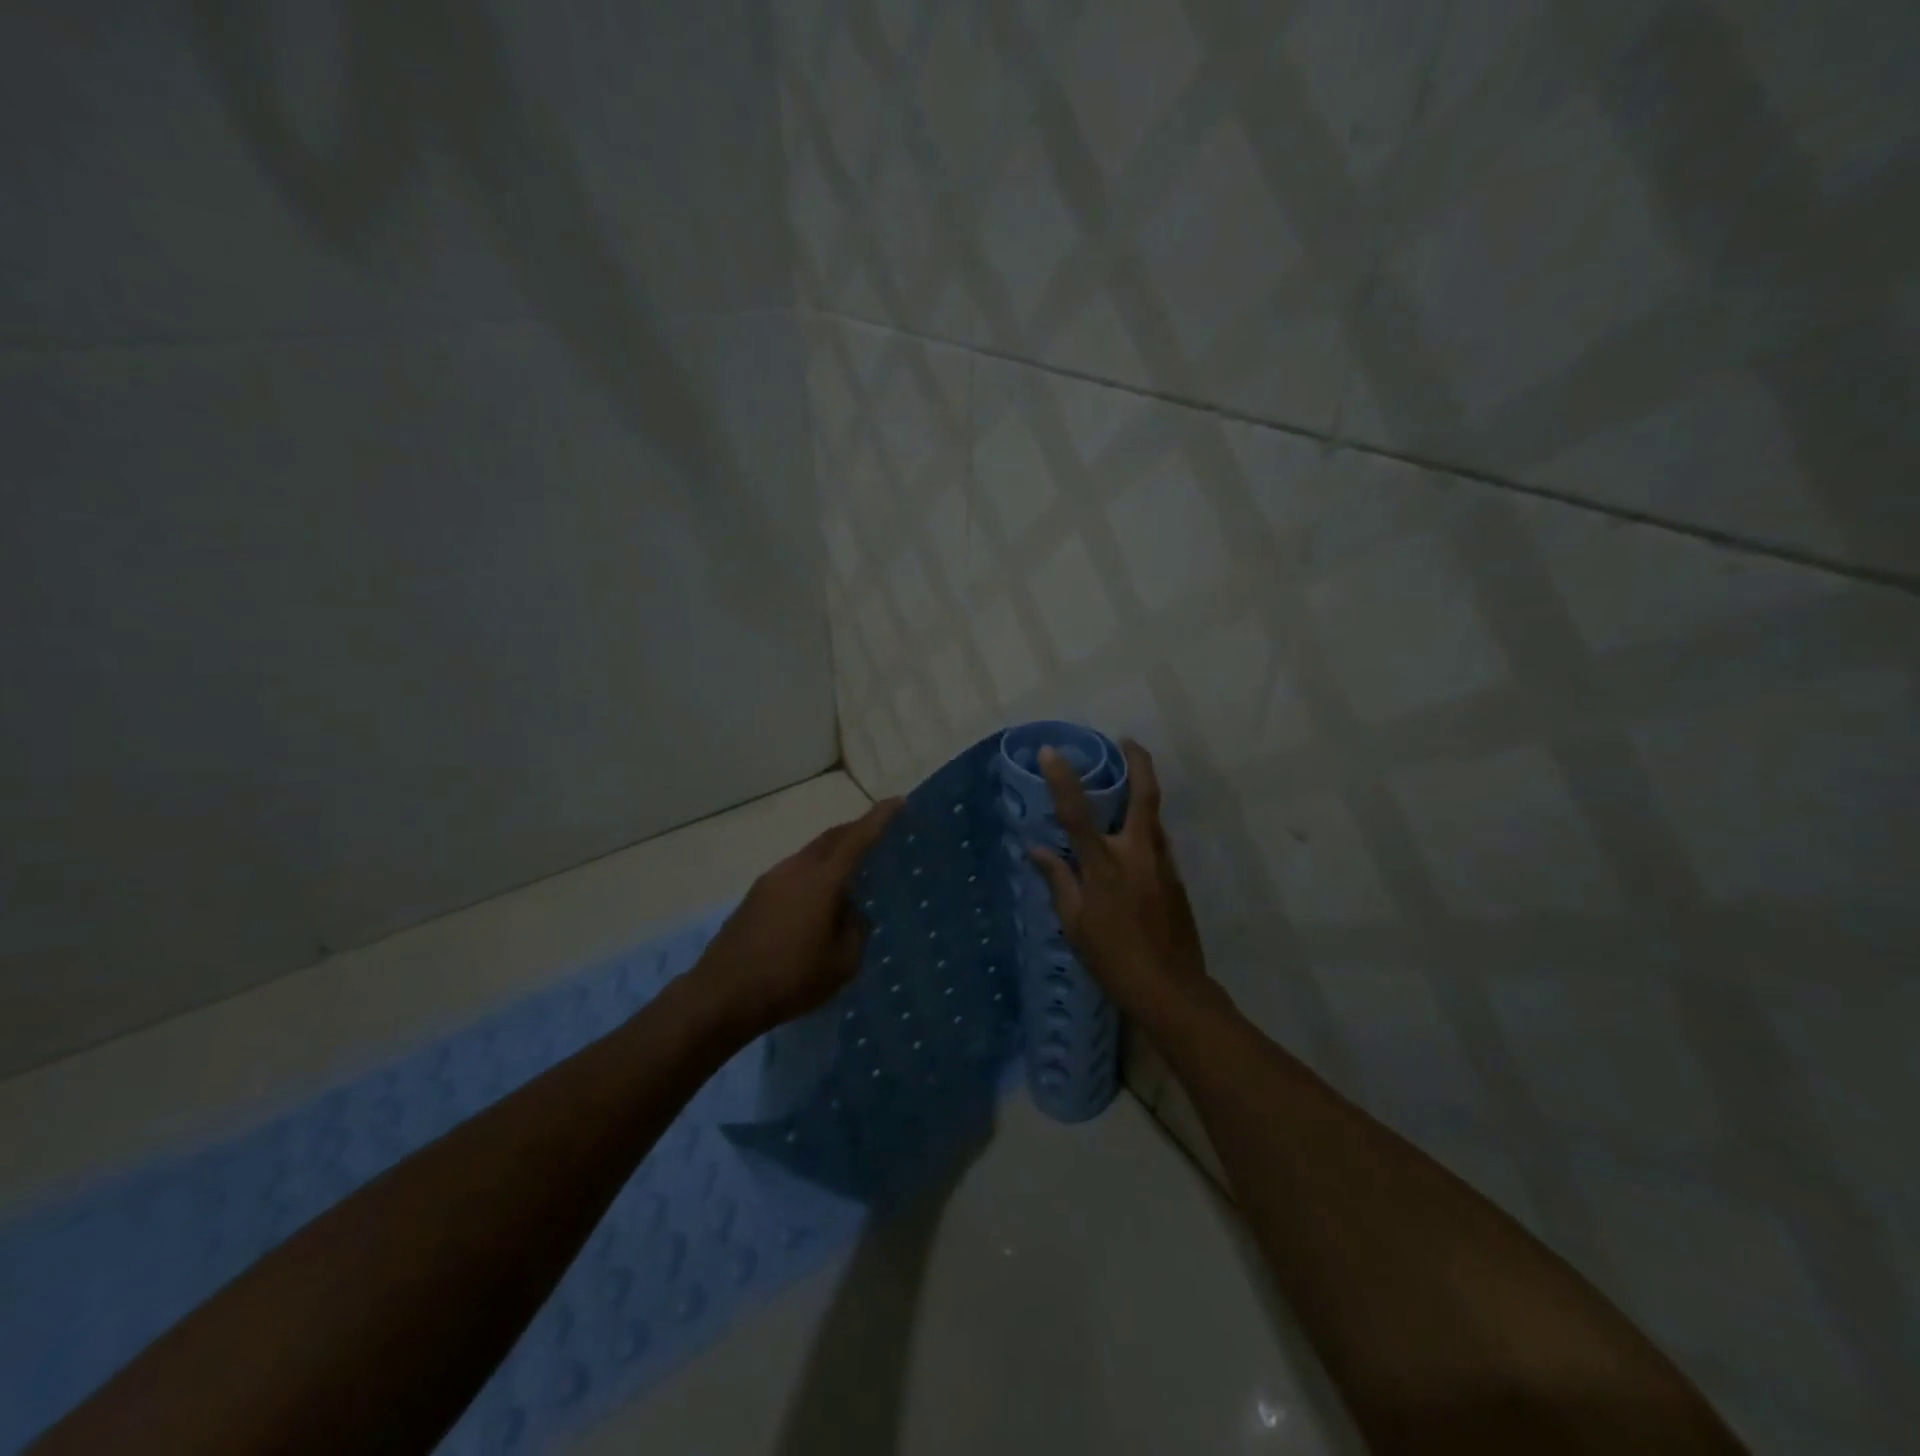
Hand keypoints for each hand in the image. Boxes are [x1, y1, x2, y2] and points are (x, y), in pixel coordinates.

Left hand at [689, 797, 903, 1038]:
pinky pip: (793, 873)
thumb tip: (851, 913)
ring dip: (832, 853)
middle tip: (877, 833)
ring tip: (850, 871)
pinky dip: (813, 874)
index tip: (898, 802)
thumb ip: (856, 931)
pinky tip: (818, 900)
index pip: (857, 839)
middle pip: (831, 838)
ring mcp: (770, 881)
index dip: (879, 818)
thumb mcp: (841, 963)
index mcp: (822, 880)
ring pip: (809, 854)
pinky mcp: (754, 897)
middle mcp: (795, 869)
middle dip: (855, 830)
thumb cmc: (790, 979)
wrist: (722, 995)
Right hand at [1029, 740, 1211, 1022]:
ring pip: (1154, 818)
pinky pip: (1157, 844)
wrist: (1171, 990)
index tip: (1051, 752)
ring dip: (1142, 796)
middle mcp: (1138, 854)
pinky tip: (1130, 845)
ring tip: (1124, 789)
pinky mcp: (1177, 879)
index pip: (1078, 813)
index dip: (1063, 779)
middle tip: (1127, 742)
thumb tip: (1036, 850)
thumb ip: (1058, 880)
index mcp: (1104, 865)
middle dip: (1139, 762)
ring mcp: (1163, 864)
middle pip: (1145, 795)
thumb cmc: (1113, 959)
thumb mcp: (1074, 923)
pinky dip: (1143, 831)